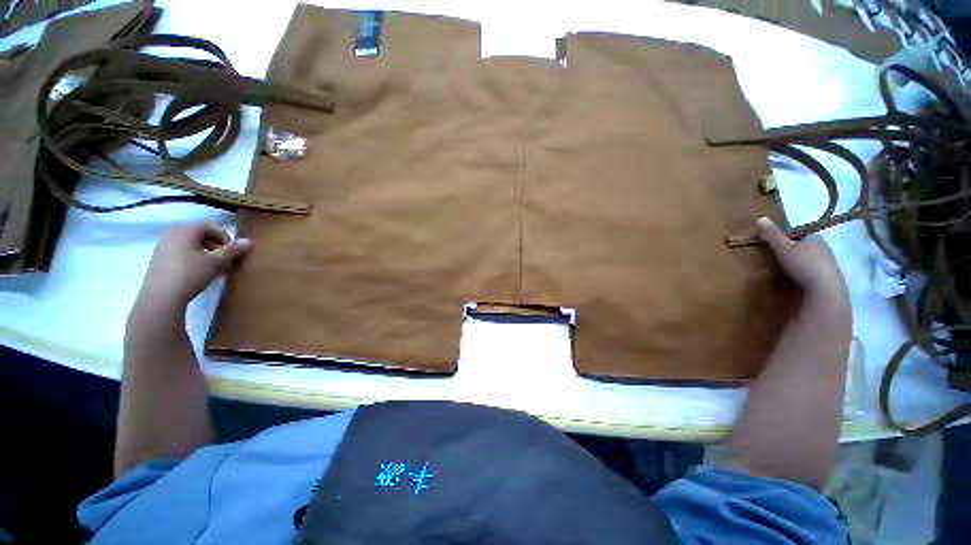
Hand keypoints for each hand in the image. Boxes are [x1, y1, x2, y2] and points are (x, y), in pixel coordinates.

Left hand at [141, 223, 251, 306]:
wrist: (161, 297)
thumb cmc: (190, 274)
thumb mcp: (216, 262)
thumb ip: (233, 250)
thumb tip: (249, 241)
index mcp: (185, 230)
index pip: (210, 227)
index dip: (225, 238)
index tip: (233, 252)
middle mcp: (172, 234)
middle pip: (200, 235)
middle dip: (216, 247)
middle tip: (226, 261)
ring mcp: (163, 248)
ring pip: (191, 246)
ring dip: (207, 255)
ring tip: (216, 270)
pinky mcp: (159, 261)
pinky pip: (181, 254)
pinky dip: (194, 260)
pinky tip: (201, 274)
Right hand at [757, 217, 845, 295]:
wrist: (824, 288)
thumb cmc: (802, 265)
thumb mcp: (782, 248)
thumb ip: (772, 235)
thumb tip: (760, 217)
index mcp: (813, 238)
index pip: (800, 234)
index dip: (788, 238)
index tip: (777, 245)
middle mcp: (824, 247)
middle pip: (805, 246)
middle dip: (795, 250)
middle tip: (781, 258)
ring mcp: (829, 262)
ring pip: (811, 258)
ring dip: (801, 262)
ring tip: (789, 269)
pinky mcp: (829, 275)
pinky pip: (815, 269)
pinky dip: (807, 272)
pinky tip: (800, 278)